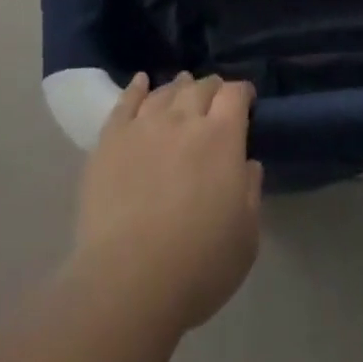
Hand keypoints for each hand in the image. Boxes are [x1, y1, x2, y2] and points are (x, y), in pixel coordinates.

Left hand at [72, 72, 263, 332]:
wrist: (129, 279)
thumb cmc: (198, 265)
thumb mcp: (246, 238)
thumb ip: (251, 192)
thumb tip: (248, 163)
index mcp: (221, 138)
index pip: (234, 95)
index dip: (242, 92)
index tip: (245, 100)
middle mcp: (183, 119)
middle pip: (200, 87)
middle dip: (212, 88)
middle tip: (215, 96)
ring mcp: (144, 124)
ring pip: (165, 92)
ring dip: (178, 87)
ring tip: (182, 86)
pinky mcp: (112, 138)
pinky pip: (126, 101)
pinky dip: (137, 87)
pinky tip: (141, 81)